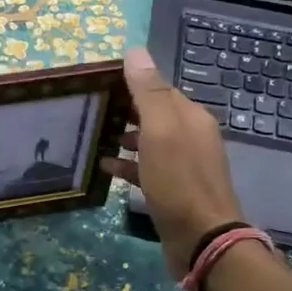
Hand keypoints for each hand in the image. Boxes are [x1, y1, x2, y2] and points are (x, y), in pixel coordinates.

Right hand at [102, 47, 245, 279]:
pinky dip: (126, 164)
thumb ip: (147, 92)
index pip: (158, 89)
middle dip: (123, 110)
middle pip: (152, 115)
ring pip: (148, 142)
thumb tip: (135, 51)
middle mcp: (190, 137)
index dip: (130, 83)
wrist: (202, 239)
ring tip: (92, 136)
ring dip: (122, 137)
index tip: (98, 84)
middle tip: (89, 110)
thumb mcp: (160, 131)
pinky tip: (104, 167)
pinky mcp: (172, 190)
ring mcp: (182, 165)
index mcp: (190, 117)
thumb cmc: (179, 181)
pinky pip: (145, 168)